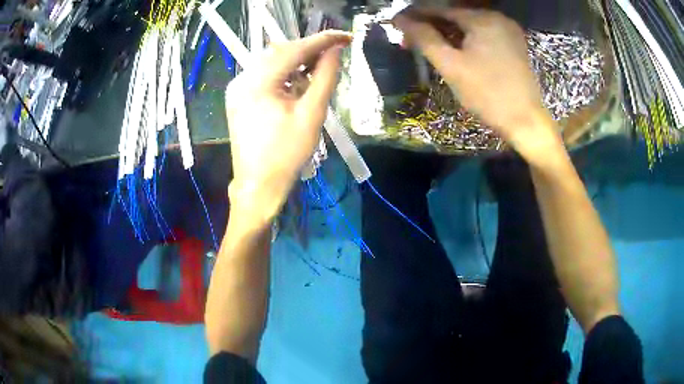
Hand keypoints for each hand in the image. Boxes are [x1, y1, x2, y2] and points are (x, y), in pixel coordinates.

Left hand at [225, 31, 350, 221]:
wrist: (258, 185)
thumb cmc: (286, 154)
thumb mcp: (311, 114)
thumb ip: (325, 77)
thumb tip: (335, 51)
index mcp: (258, 82)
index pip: (294, 49)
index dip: (322, 40)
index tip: (345, 36)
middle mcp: (242, 79)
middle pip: (280, 52)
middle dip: (309, 50)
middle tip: (334, 53)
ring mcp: (237, 88)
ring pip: (271, 62)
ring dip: (296, 61)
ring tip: (318, 69)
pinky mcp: (238, 97)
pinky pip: (263, 75)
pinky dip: (283, 74)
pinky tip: (297, 83)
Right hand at [394, 9, 562, 161]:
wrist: (526, 121)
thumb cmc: (487, 94)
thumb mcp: (451, 65)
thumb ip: (425, 38)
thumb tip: (401, 20)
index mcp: (483, 19)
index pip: (441, 9)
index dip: (417, 14)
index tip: (397, 22)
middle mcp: (497, 18)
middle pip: (456, 16)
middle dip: (432, 25)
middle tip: (410, 39)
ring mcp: (508, 31)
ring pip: (469, 26)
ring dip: (447, 33)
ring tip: (428, 45)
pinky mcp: (513, 45)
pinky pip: (483, 35)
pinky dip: (465, 39)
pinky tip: (453, 49)